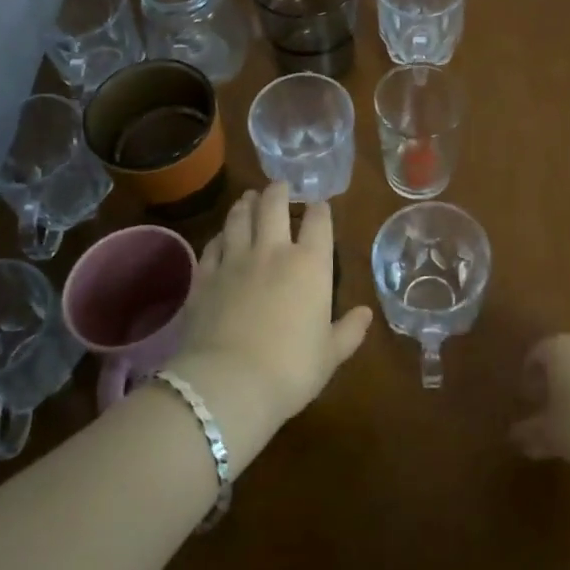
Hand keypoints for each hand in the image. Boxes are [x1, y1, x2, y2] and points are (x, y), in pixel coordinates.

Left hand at [169, 183, 371, 429]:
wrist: (228, 384)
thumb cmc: (290, 369)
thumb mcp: (330, 355)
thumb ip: (348, 331)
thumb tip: (365, 313)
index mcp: (310, 264)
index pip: (319, 222)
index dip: (320, 209)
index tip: (320, 205)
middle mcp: (273, 251)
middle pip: (274, 206)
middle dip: (278, 191)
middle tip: (279, 185)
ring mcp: (234, 261)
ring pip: (239, 218)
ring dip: (245, 204)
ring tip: (248, 197)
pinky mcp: (204, 277)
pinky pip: (212, 246)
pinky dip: (218, 237)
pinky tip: (220, 237)